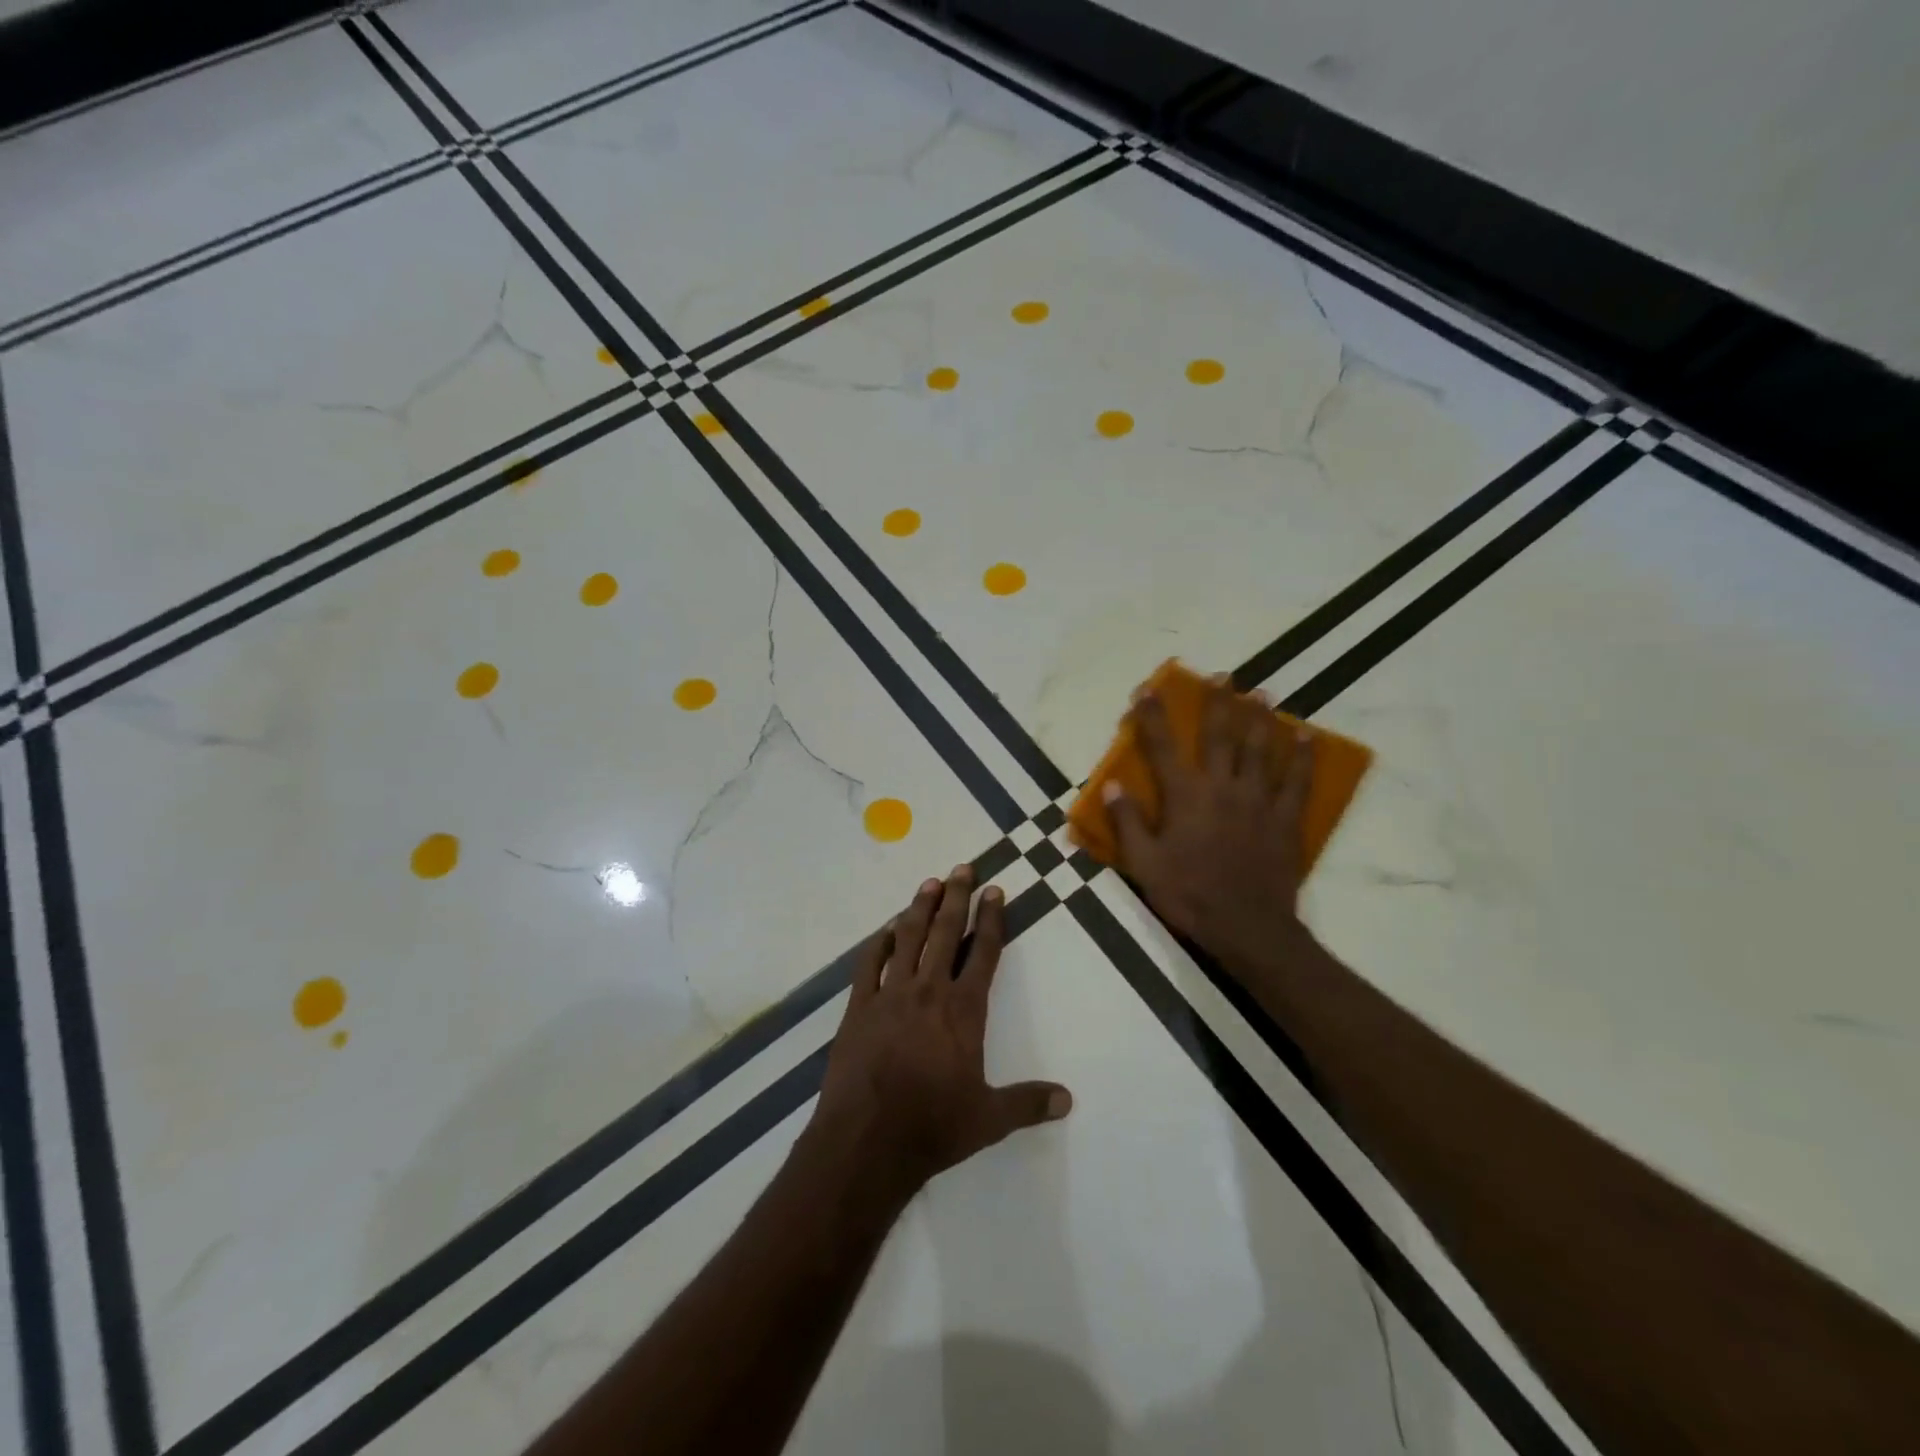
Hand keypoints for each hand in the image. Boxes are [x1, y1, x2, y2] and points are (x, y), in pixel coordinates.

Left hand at [812, 865, 1072, 1200]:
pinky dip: (880, 943)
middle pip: (946, 933)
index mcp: (964, 1010)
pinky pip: (870, 964)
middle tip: (962, 867)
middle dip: (957, 897)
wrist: (866, 1141)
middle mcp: (929, 991)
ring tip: (929, 883)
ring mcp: (890, 995)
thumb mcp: (989, 1119)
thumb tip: (1068, 1100)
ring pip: (908, 939)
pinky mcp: (859, 1007)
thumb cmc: (933, 1127)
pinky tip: (886, 931)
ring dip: (920, 908)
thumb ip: (1028, 1103)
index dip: (992, 919)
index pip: (984, 953)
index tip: (994, 891)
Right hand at [1104, 688, 1315, 972]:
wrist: (1247, 926)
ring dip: (1259, 718)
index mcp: (1185, 796)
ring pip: (1260, 749)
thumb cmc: (1189, 895)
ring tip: (1261, 693)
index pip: (1163, 746)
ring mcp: (1258, 800)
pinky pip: (1296, 780)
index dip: (1152, 715)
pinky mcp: (1285, 818)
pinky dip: (1302, 756)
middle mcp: (1222, 787)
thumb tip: (1114, 785)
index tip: (1146, 689)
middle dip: (1218, 702)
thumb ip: (1127, 823)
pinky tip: (1305, 735)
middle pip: (1220, 735)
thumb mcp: (1144, 864)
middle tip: (1222, 675)